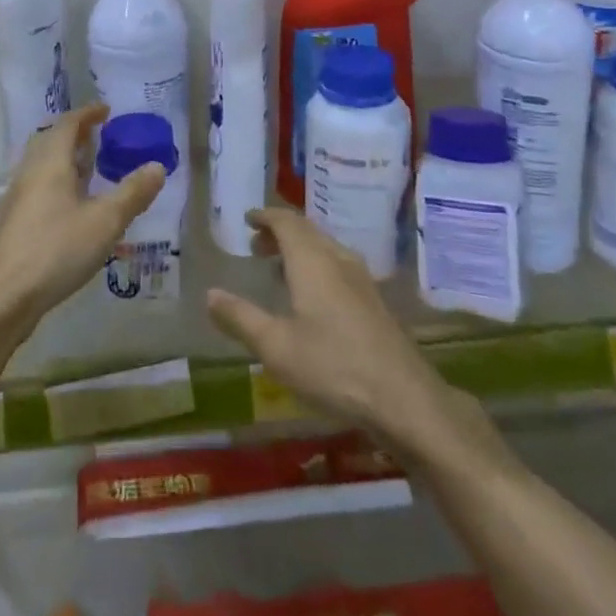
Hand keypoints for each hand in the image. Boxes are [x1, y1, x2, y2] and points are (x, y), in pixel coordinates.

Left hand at [0, 105, 166, 337]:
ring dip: (65, 157)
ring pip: (42, 163)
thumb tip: (157, 166)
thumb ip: (132, 192)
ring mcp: (18, 197)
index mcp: (50, 162)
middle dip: (74, 133)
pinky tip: (73, 204)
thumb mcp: (105, 221)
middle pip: (49, 139)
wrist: (8, 295)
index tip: (106, 110)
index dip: (87, 113)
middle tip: (99, 136)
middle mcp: (30, 172)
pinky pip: (38, 185)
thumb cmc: (58, 249)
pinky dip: (57, 180)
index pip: (67, 124)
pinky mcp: (15, 220)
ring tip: (90, 167)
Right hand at [206, 209, 458, 452]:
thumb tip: (210, 294)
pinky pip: (338, 265)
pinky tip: (313, 296)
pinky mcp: (374, 300)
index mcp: (312, 260)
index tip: (248, 219)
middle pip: (306, 231)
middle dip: (280, 232)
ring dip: (299, 249)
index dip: (265, 217)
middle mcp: (337, 259)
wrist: (404, 398)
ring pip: (325, 247)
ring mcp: (361, 278)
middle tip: (256, 245)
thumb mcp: (277, 348)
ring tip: (279, 268)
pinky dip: (317, 265)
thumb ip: (241, 318)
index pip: (286, 222)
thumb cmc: (334, 367)